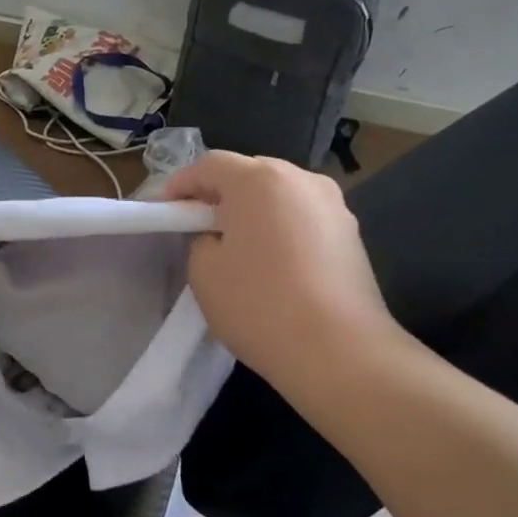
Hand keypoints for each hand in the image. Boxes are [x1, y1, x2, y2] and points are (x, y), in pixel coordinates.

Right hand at [166, 152, 404, 386]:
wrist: (339, 351)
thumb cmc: (259, 305)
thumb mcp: (204, 271)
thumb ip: (201, 239)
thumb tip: (218, 234)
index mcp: (259, 180)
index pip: (210, 164)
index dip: (182, 183)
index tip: (166, 208)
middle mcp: (301, 179)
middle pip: (250, 173)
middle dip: (221, 193)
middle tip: (199, 224)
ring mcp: (333, 205)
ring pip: (280, 195)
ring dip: (254, 210)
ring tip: (237, 244)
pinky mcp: (351, 234)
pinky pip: (303, 218)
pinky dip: (281, 228)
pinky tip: (272, 261)